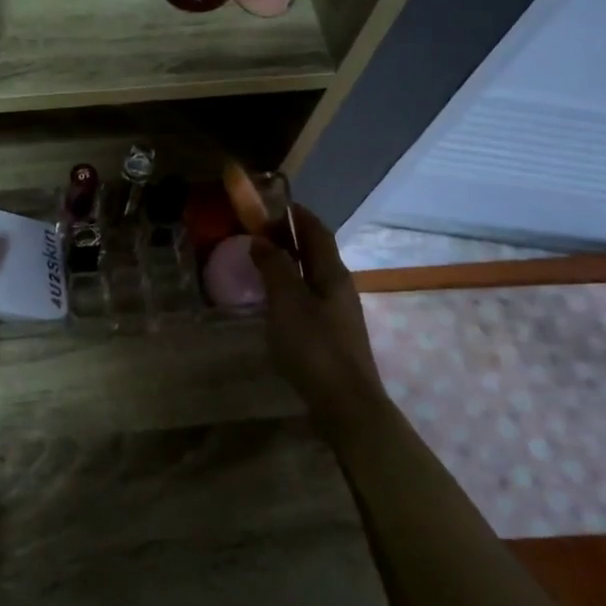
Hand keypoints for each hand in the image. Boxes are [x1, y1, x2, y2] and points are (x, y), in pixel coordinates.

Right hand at [249, 204, 386, 415]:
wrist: (345, 402)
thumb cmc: (314, 346)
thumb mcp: (287, 301)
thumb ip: (274, 267)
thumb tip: (261, 239)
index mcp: (332, 273)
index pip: (317, 232)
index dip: (298, 215)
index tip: (275, 203)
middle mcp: (339, 287)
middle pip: (316, 253)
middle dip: (291, 238)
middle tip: (260, 232)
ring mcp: (338, 313)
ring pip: (312, 276)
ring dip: (290, 264)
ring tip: (263, 263)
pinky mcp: (332, 335)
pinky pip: (309, 298)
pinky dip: (290, 288)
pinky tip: (275, 301)